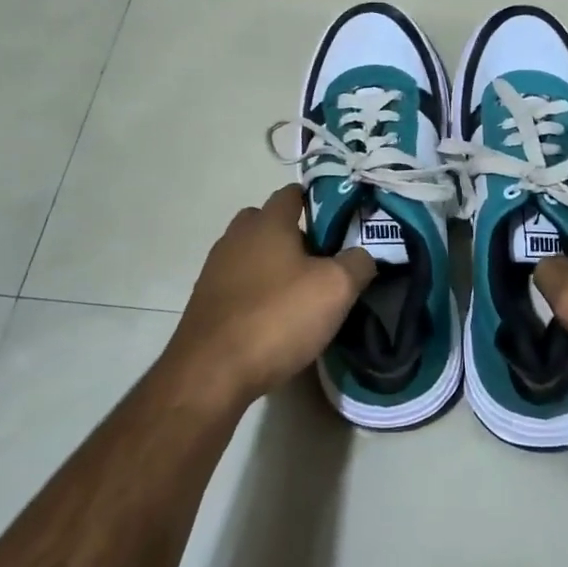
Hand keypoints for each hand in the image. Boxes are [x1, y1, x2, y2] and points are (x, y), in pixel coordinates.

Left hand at [162, 185, 375, 408]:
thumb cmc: (278, 317)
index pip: (292, 193)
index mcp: (267, 222)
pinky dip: (257, 293)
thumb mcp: (336, 289)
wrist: (211, 373)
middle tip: (322, 261)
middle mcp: (237, 237)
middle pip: (268, 222)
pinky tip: (274, 319)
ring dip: (274, 266)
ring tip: (301, 294)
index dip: (318, 202)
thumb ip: (357, 263)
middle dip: (294, 235)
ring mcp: (216, 269)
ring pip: (252, 254)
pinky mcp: (206, 301)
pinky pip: (239, 284)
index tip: (342, 222)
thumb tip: (361, 256)